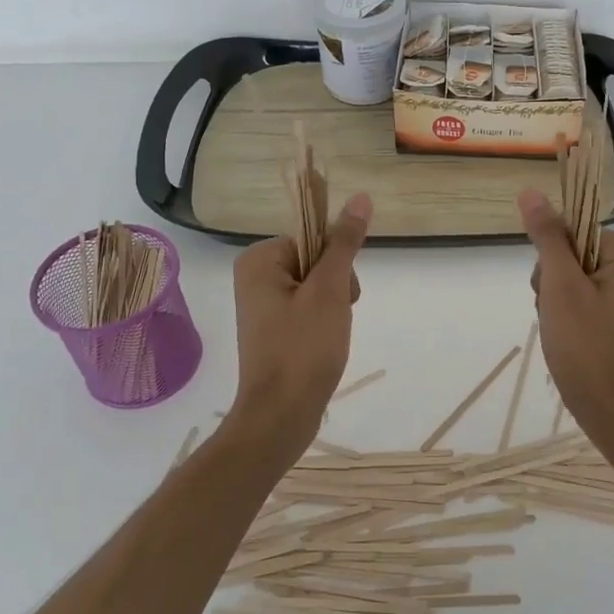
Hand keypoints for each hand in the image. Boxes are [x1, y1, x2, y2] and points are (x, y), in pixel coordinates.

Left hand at [231, 192, 371, 427]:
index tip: (337, 293)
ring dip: (333, 308)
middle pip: (314, 261)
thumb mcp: (331, 290)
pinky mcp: (271, 330)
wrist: (281, 416)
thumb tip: (360, 197)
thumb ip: (345, 243)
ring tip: (328, 337)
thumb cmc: (304, 349)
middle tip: (332, 319)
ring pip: (316, 287)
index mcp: (258, 260)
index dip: (334, 264)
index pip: (312, 239)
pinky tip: (323, 346)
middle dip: (335, 288)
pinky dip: (323, 324)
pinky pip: (306, 310)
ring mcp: (261, 306)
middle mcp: (253, 278)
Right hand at [518, 189, 613, 436]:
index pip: (571, 230)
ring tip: (560, 327)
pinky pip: (576, 294)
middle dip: (552, 282)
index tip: (556, 290)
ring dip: (552, 298)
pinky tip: (563, 334)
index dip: (552, 259)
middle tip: (559, 313)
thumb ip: (547, 236)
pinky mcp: (612, 310)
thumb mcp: (560, 285)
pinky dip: (562, 312)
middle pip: (568, 251)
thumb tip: (530, 191)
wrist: (606, 405)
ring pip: (566, 275)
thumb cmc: (585, 343)